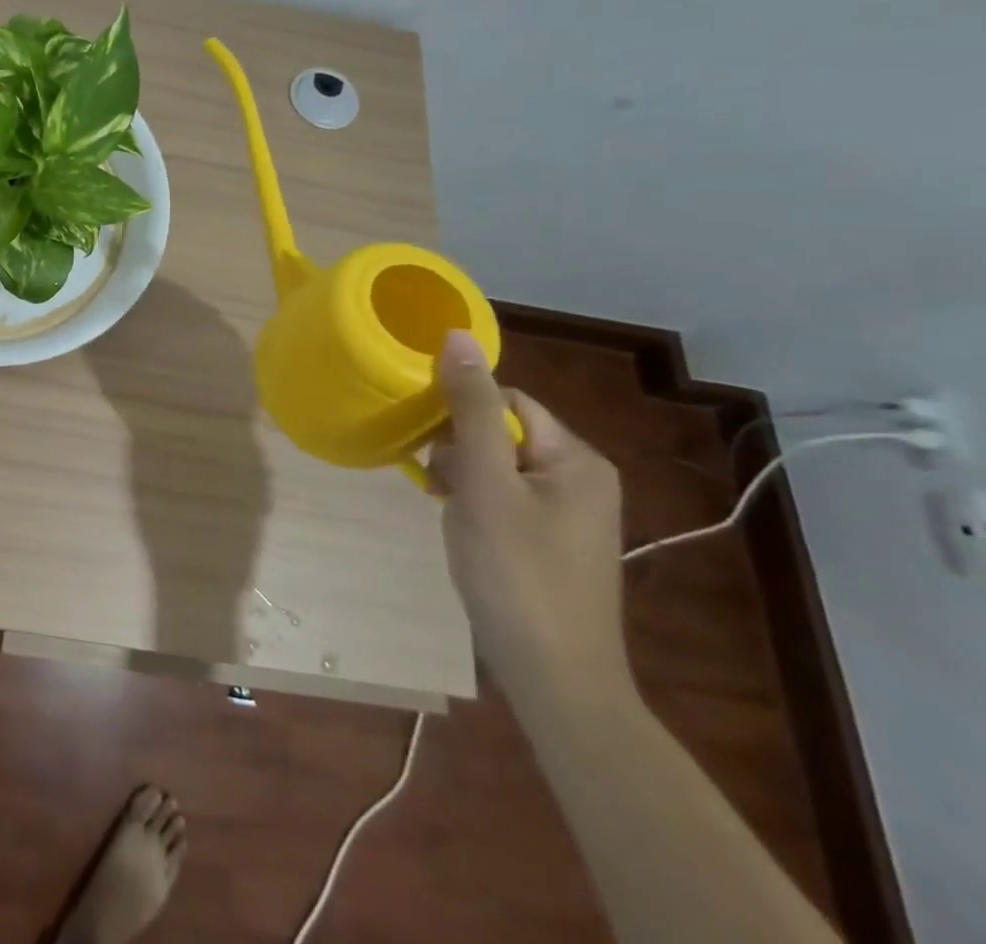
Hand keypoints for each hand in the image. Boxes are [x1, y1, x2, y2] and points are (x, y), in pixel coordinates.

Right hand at [427, 330, 630, 706]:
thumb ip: (472, 408)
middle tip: (441, 487)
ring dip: (463, 478)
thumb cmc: (517, 574)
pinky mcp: (553, 540)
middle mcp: (582, 477)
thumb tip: (457, 336)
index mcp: (577, 458)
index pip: (507, 401)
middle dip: (460, 450)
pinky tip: (462, 530)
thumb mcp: (485, 484)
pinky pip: (504, 496)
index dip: (463, 414)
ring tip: (448, 511)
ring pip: (497, 465)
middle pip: (501, 431)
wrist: (555, 680)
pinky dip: (475, 504)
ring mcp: (570, 512)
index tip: (433, 447)